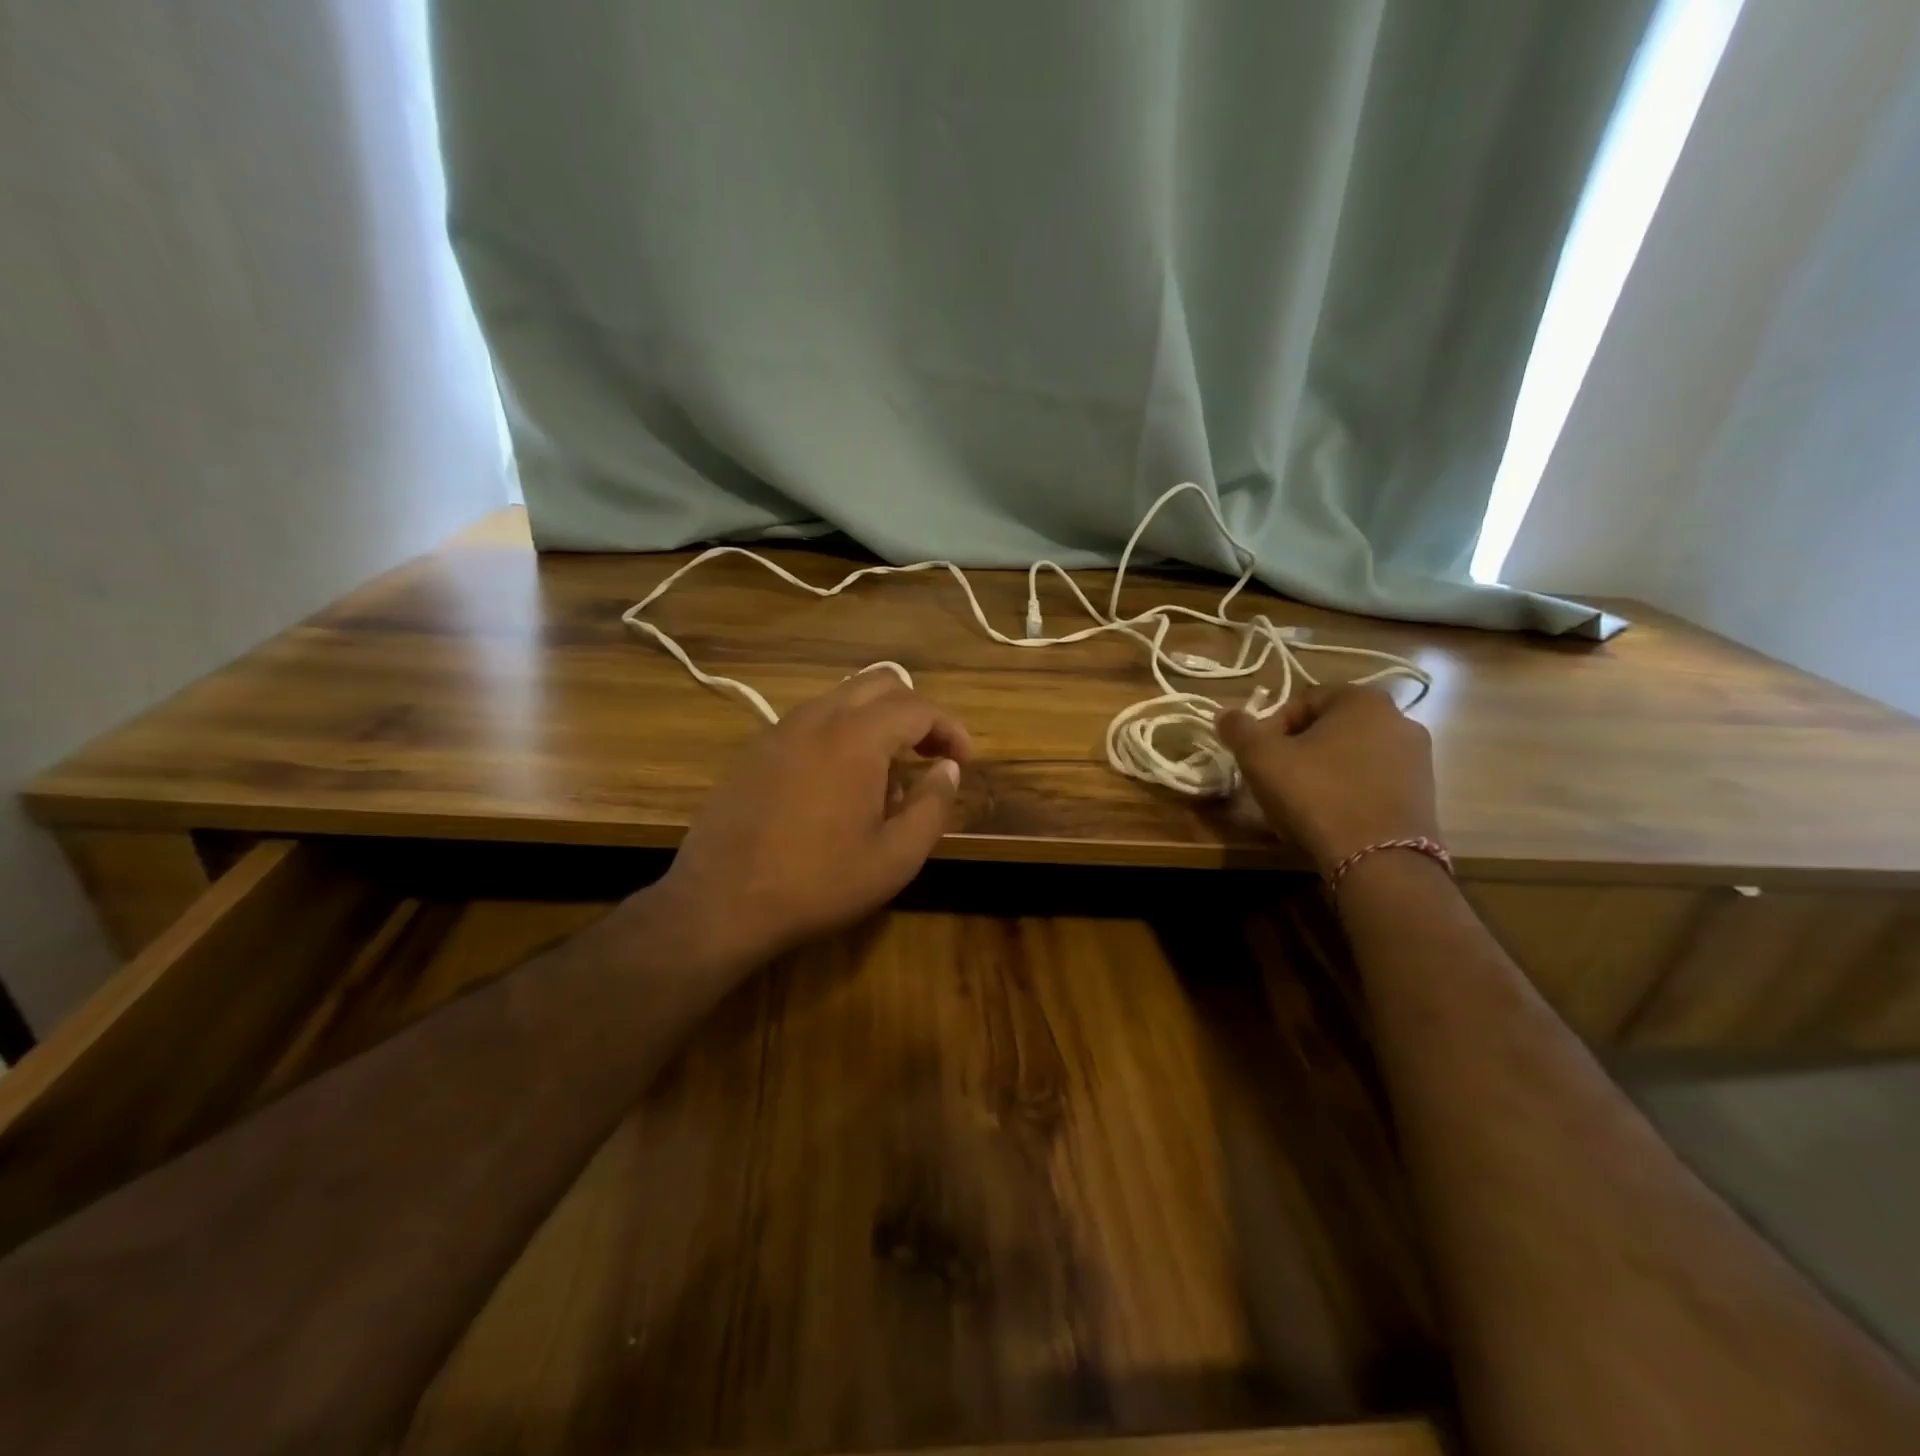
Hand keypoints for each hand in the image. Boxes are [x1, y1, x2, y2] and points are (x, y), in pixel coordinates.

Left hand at [644, 671, 972, 974]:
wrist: (720, 902)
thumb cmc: (817, 883)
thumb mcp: (895, 857)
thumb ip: (932, 805)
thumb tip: (948, 768)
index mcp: (857, 737)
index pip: (918, 707)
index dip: (951, 728)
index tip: (964, 761)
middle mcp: (818, 717)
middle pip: (880, 683)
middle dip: (916, 712)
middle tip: (931, 754)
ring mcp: (780, 729)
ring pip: (842, 697)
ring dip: (877, 718)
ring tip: (890, 767)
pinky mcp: (756, 749)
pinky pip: (812, 720)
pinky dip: (842, 731)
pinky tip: (841, 779)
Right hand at [1217, 684, 1438, 875]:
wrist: (1380, 861)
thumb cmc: (1317, 795)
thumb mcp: (1261, 758)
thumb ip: (1239, 729)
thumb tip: (1227, 715)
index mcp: (1363, 699)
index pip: (1302, 700)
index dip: (1271, 727)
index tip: (1258, 758)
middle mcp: (1400, 718)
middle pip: (1329, 727)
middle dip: (1298, 749)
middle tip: (1275, 779)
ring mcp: (1418, 758)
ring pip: (1351, 755)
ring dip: (1322, 771)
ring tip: (1301, 803)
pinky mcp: (1424, 794)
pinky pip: (1373, 781)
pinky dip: (1348, 792)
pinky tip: (1331, 818)